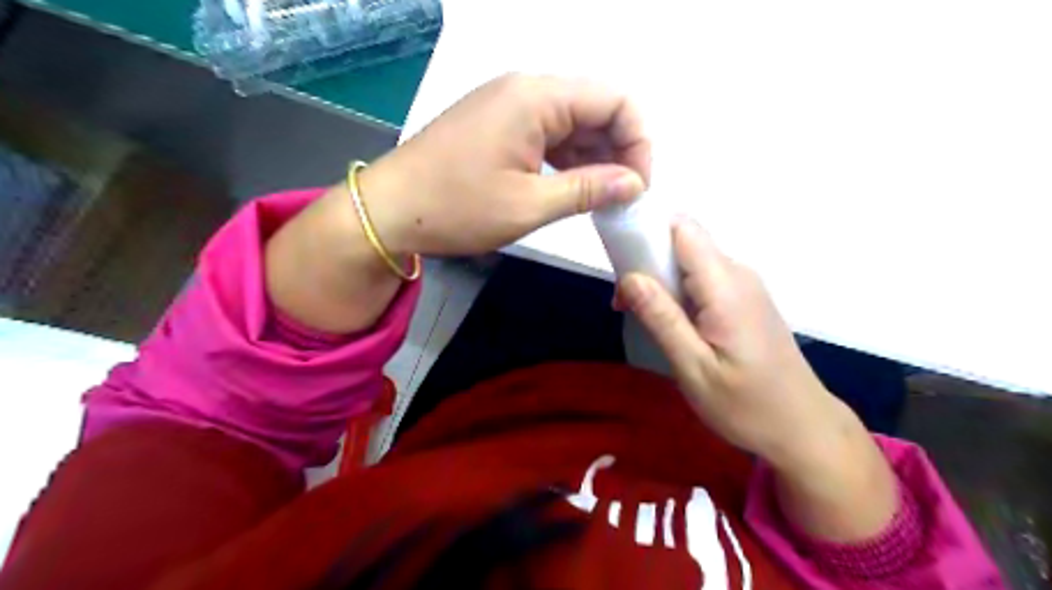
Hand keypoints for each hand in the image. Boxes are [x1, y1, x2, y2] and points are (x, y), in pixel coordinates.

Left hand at [360, 72, 651, 255]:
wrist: (389, 210)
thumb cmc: (457, 208)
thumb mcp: (529, 205)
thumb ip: (589, 189)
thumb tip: (635, 184)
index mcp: (537, 98)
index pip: (615, 101)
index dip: (638, 142)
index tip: (637, 187)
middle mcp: (526, 90)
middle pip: (596, 107)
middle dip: (619, 150)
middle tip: (622, 198)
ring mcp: (509, 105)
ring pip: (573, 122)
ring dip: (594, 156)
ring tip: (601, 198)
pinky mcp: (499, 124)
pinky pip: (549, 133)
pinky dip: (568, 158)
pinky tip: (574, 186)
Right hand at [618, 220, 899, 541]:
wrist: (803, 427)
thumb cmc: (747, 405)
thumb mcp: (695, 368)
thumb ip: (662, 318)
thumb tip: (629, 277)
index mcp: (725, 286)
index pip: (682, 229)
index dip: (647, 233)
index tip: (620, 264)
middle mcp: (738, 273)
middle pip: (683, 242)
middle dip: (647, 262)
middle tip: (625, 304)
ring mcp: (744, 285)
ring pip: (690, 261)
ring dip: (660, 280)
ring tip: (645, 318)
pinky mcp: (744, 299)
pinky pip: (703, 279)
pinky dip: (678, 292)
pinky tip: (672, 324)